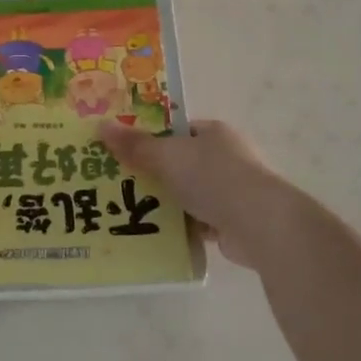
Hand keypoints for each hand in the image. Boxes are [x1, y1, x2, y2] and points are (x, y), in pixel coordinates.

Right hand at [98, 119, 291, 269]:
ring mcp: (234, 191)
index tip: (125, 150)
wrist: (259, 223)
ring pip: (190, 193)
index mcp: (215, 133)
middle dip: (156, 173)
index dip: (152, 138)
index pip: (179, 131)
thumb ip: (136, 145)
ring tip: (132, 210)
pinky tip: (159, 234)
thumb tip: (101, 126)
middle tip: (121, 182)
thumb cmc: (213, 177)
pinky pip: (199, 221)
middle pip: (182, 162)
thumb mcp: (168, 156)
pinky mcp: (234, 222)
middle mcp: (227, 158)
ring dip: (169, 202)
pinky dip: (183, 226)